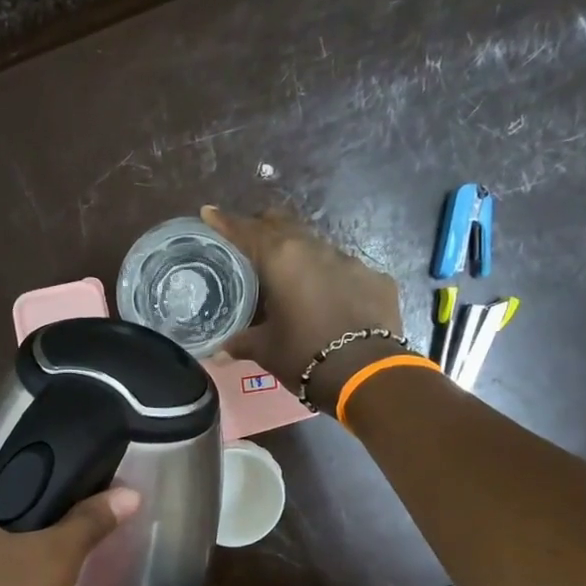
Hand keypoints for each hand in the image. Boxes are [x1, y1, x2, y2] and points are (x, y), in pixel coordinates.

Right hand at [203, 205, 405, 404]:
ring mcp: (350, 261)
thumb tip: (219, 352)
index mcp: (281, 259)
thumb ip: (241, 343)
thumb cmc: (302, 354)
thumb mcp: (264, 350)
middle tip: (249, 241)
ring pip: (316, 246)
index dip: (225, 222)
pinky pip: (345, 270)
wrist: (364, 372)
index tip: (209, 213)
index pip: (246, 232)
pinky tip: (327, 299)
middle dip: (263, 228)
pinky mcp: (375, 278)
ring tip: (288, 274)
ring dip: (299, 254)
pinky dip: (329, 278)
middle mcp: (315, 249)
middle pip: (284, 226)